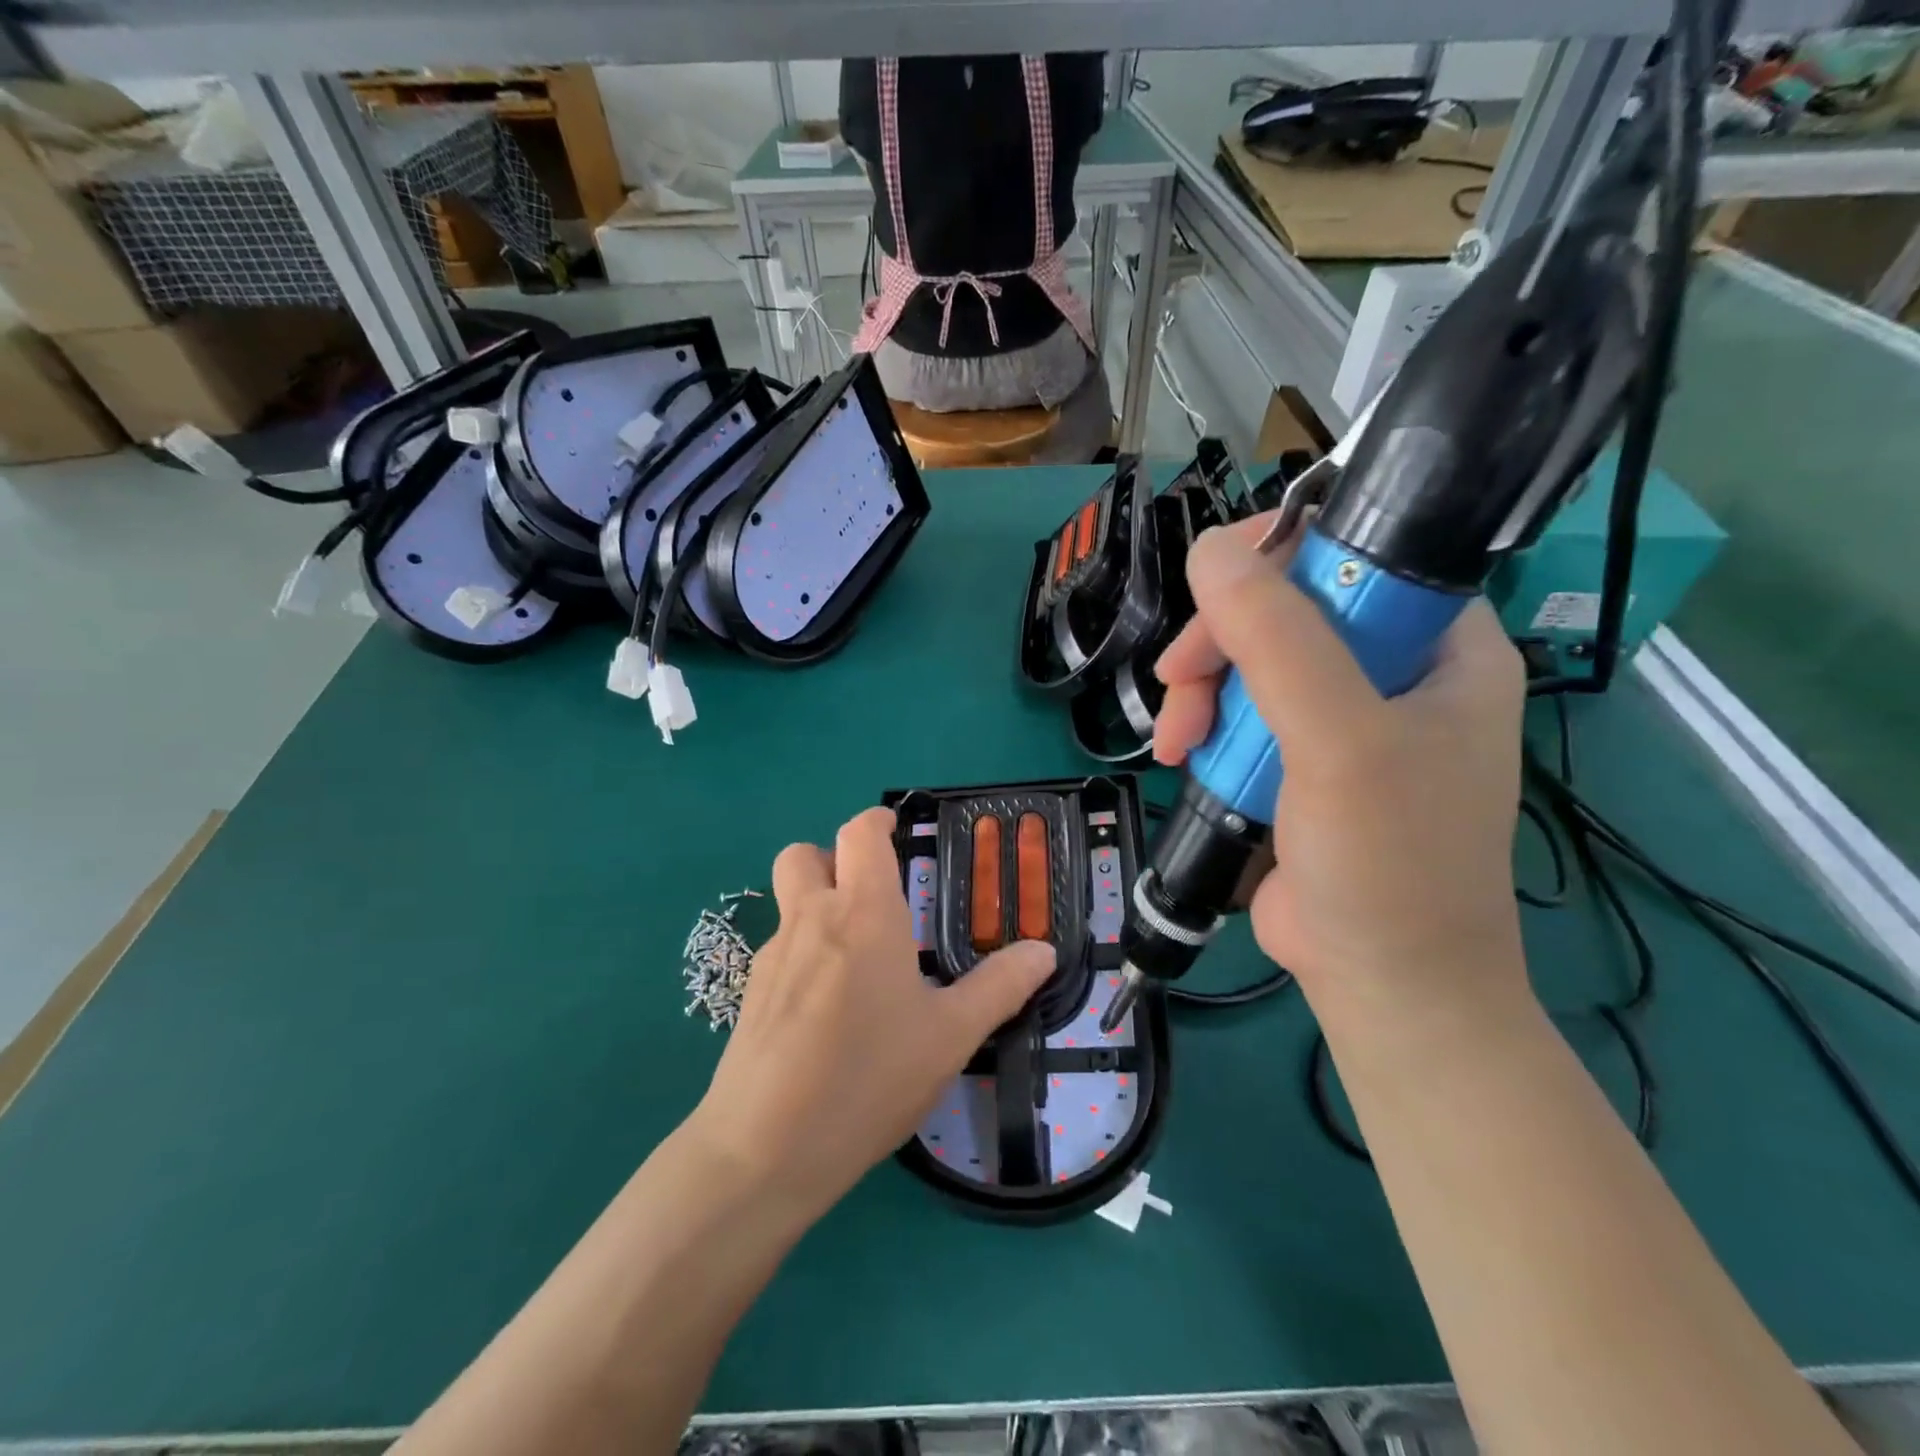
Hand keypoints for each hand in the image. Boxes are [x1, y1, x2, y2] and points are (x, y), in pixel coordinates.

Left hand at [692, 807, 1055, 1217]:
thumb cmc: (868, 1078)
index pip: (859, 833)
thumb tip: (1044, 951)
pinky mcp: (749, 994)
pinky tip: (826, 1009)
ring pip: (788, 902)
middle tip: (872, 894)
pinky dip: (803, 953)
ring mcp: (772, 956)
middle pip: (805, 854)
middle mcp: (810, 919)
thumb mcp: (950, 1036)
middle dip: (834, 858)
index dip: (877, 821)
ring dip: (817, 904)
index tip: (897, 831)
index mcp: (862, 913)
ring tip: (857, 957)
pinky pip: (779, 950)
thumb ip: (999, 987)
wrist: (763, 1149)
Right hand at [1152, 517, 1528, 1021]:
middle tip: (1179, 684)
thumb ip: (1279, 641)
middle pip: (1284, 610)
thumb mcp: (1339, 742)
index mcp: (1440, 644)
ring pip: (1248, 663)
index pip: (1355, 554)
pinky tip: (1183, 758)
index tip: (1214, 594)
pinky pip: (1236, 712)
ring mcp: (1341, 718)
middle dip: (1220, 645)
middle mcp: (1392, 670)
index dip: (1278, 558)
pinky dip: (1202, 729)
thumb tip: (1209, 552)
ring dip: (1200, 694)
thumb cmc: (1388, 861)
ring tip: (1176, 744)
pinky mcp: (1296, 759)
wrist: (1382, 983)